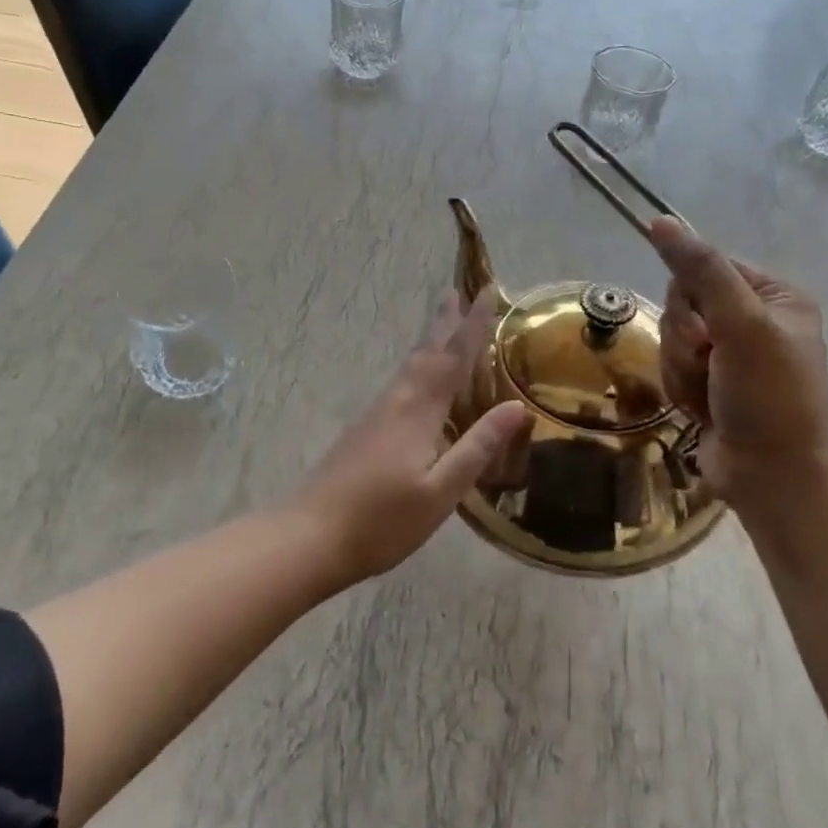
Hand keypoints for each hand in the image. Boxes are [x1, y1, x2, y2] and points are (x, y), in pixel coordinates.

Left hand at [293, 290, 529, 583]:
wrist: (311, 536)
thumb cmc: (383, 520)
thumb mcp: (441, 491)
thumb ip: (477, 447)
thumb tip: (516, 406)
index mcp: (418, 411)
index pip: (452, 358)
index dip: (472, 325)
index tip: (486, 293)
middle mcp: (396, 402)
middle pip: (426, 352)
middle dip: (444, 322)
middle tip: (456, 292)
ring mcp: (376, 415)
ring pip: (410, 367)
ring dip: (430, 343)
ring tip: (444, 326)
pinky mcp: (364, 430)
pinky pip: (400, 384)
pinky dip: (418, 368)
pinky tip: (420, 383)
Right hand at [649, 217, 827, 516]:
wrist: (772, 478)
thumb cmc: (768, 398)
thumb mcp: (740, 326)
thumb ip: (701, 272)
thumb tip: (661, 221)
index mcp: (775, 297)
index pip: (705, 268)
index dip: (692, 300)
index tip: (706, 332)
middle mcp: (754, 320)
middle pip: (683, 304)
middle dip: (685, 340)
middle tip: (709, 365)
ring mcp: (731, 354)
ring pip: (672, 338)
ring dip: (680, 368)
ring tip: (708, 395)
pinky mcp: (711, 383)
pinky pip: (672, 366)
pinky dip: (680, 388)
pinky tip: (701, 410)